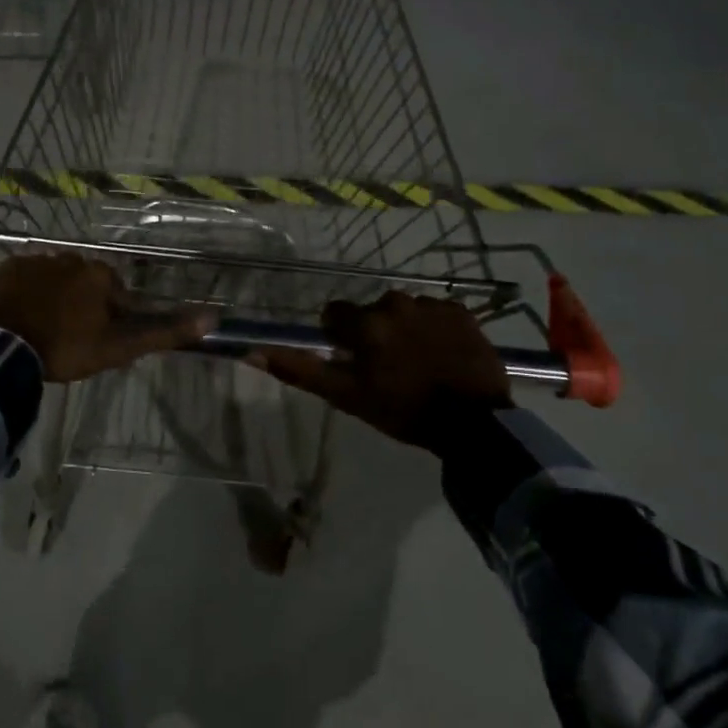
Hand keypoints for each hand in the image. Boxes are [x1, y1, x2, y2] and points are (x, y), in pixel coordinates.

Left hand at [0, 254, 216, 381]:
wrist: (5, 348)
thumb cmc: (67, 347)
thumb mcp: (119, 346)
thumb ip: (163, 332)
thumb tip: (212, 318)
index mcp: (99, 274)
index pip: (115, 293)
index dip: (109, 317)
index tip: (97, 340)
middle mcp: (71, 257)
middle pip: (85, 282)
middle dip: (82, 303)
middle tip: (69, 337)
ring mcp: (36, 260)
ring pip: (55, 278)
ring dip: (54, 297)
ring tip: (43, 329)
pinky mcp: (8, 268)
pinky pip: (24, 277)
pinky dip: (26, 292)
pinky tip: (21, 316)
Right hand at [255, 292, 510, 450]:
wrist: (474, 424)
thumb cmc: (403, 411)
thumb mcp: (346, 395)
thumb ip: (300, 371)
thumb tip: (253, 351)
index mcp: (366, 322)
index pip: (335, 314)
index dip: (340, 337)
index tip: (353, 361)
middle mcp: (396, 302)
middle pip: (371, 312)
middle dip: (374, 333)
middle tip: (387, 368)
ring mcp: (432, 305)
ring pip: (404, 311)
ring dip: (404, 330)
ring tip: (418, 363)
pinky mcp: (462, 313)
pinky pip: (437, 313)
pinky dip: (434, 329)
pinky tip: (442, 355)